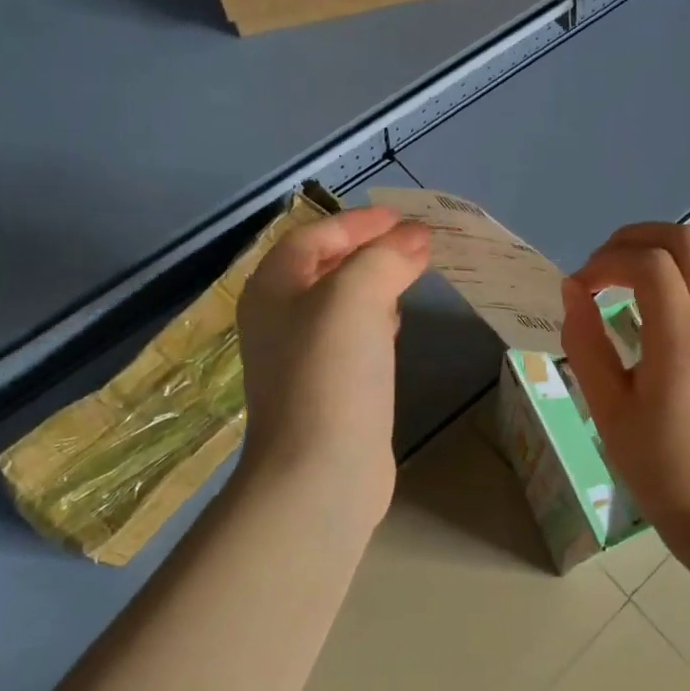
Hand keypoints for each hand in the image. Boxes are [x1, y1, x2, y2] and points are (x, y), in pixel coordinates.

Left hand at [236, 207, 430, 526]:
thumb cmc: (331, 373)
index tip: (405, 218)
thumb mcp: (356, 297)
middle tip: (416, 244)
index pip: (315, 235)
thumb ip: (385, 257)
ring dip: (375, 282)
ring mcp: (301, 357)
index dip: (360, 221)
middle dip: (370, 249)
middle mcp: (279, 318)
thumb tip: (415, 238)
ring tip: (412, 274)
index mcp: (273, 289)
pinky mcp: (326, 388)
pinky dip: (375, 320)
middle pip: (325, 266)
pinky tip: (396, 326)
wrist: (320, 472)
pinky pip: (351, 337)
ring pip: (340, 302)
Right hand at [560, 223, 689, 529]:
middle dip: (635, 239)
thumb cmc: (656, 462)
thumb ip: (585, 342)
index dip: (606, 262)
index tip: (579, 288)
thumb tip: (572, 289)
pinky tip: (664, 291)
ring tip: (627, 274)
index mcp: (681, 343)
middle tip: (600, 267)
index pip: (650, 266)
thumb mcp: (606, 408)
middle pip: (686, 241)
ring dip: (664, 248)